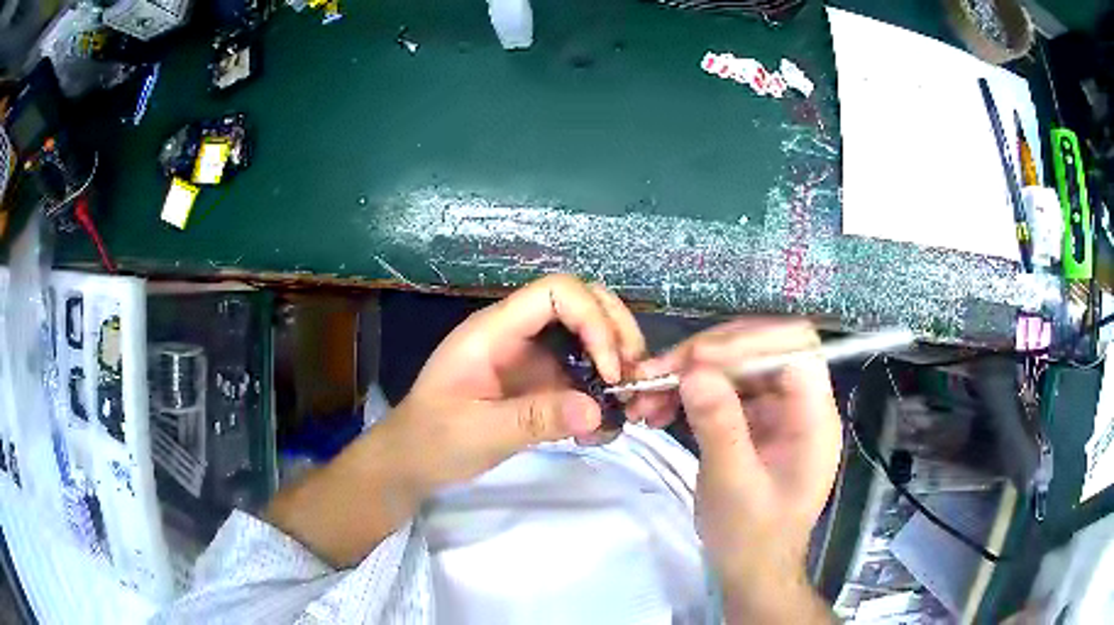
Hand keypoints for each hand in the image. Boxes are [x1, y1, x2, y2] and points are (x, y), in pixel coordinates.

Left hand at [268, 275, 643, 566]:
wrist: (411, 460)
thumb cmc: (432, 440)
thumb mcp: (480, 433)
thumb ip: (536, 419)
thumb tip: (598, 411)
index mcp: (494, 330)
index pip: (557, 292)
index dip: (594, 320)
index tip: (611, 370)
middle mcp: (516, 333)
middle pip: (581, 302)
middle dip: (617, 332)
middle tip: (635, 378)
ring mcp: (529, 356)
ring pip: (587, 335)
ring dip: (616, 362)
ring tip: (628, 404)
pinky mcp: (537, 381)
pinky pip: (580, 372)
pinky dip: (601, 391)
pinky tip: (601, 425)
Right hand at [630, 320, 840, 621]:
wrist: (751, 569)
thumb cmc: (752, 537)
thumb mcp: (733, 485)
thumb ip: (719, 426)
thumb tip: (694, 371)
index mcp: (813, 417)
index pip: (794, 348)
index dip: (748, 342)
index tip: (696, 360)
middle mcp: (798, 404)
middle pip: (758, 349)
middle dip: (705, 356)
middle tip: (656, 373)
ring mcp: (774, 411)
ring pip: (733, 367)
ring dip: (687, 374)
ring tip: (644, 396)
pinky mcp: (752, 421)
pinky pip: (719, 390)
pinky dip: (687, 394)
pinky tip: (656, 410)